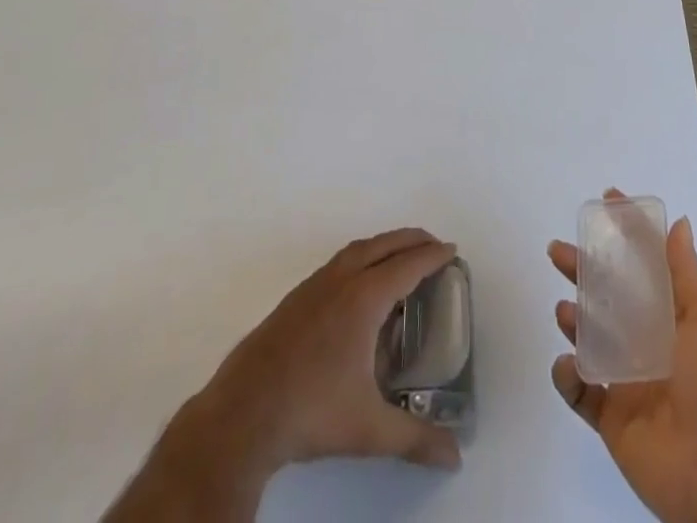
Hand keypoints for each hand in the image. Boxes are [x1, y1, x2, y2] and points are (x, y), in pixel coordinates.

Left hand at [107, 229, 462, 522]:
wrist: (241, 415)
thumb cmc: (311, 412)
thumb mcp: (369, 429)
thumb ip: (414, 439)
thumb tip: (455, 457)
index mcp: (363, 298)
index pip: (407, 265)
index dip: (432, 256)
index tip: (452, 250)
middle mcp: (340, 280)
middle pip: (383, 245)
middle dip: (411, 240)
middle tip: (433, 246)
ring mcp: (313, 286)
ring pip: (357, 250)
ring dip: (383, 246)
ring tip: (399, 260)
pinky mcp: (294, 299)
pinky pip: (337, 263)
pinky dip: (359, 259)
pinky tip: (358, 287)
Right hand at [548, 204, 696, 522]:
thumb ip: (687, 272)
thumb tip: (679, 224)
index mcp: (676, 316)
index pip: (647, 263)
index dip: (629, 231)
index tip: (607, 201)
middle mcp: (651, 342)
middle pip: (609, 294)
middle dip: (583, 269)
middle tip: (558, 250)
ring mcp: (629, 380)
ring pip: (591, 338)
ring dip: (574, 319)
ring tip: (565, 311)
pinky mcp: (612, 418)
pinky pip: (581, 390)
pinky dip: (569, 375)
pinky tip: (569, 364)